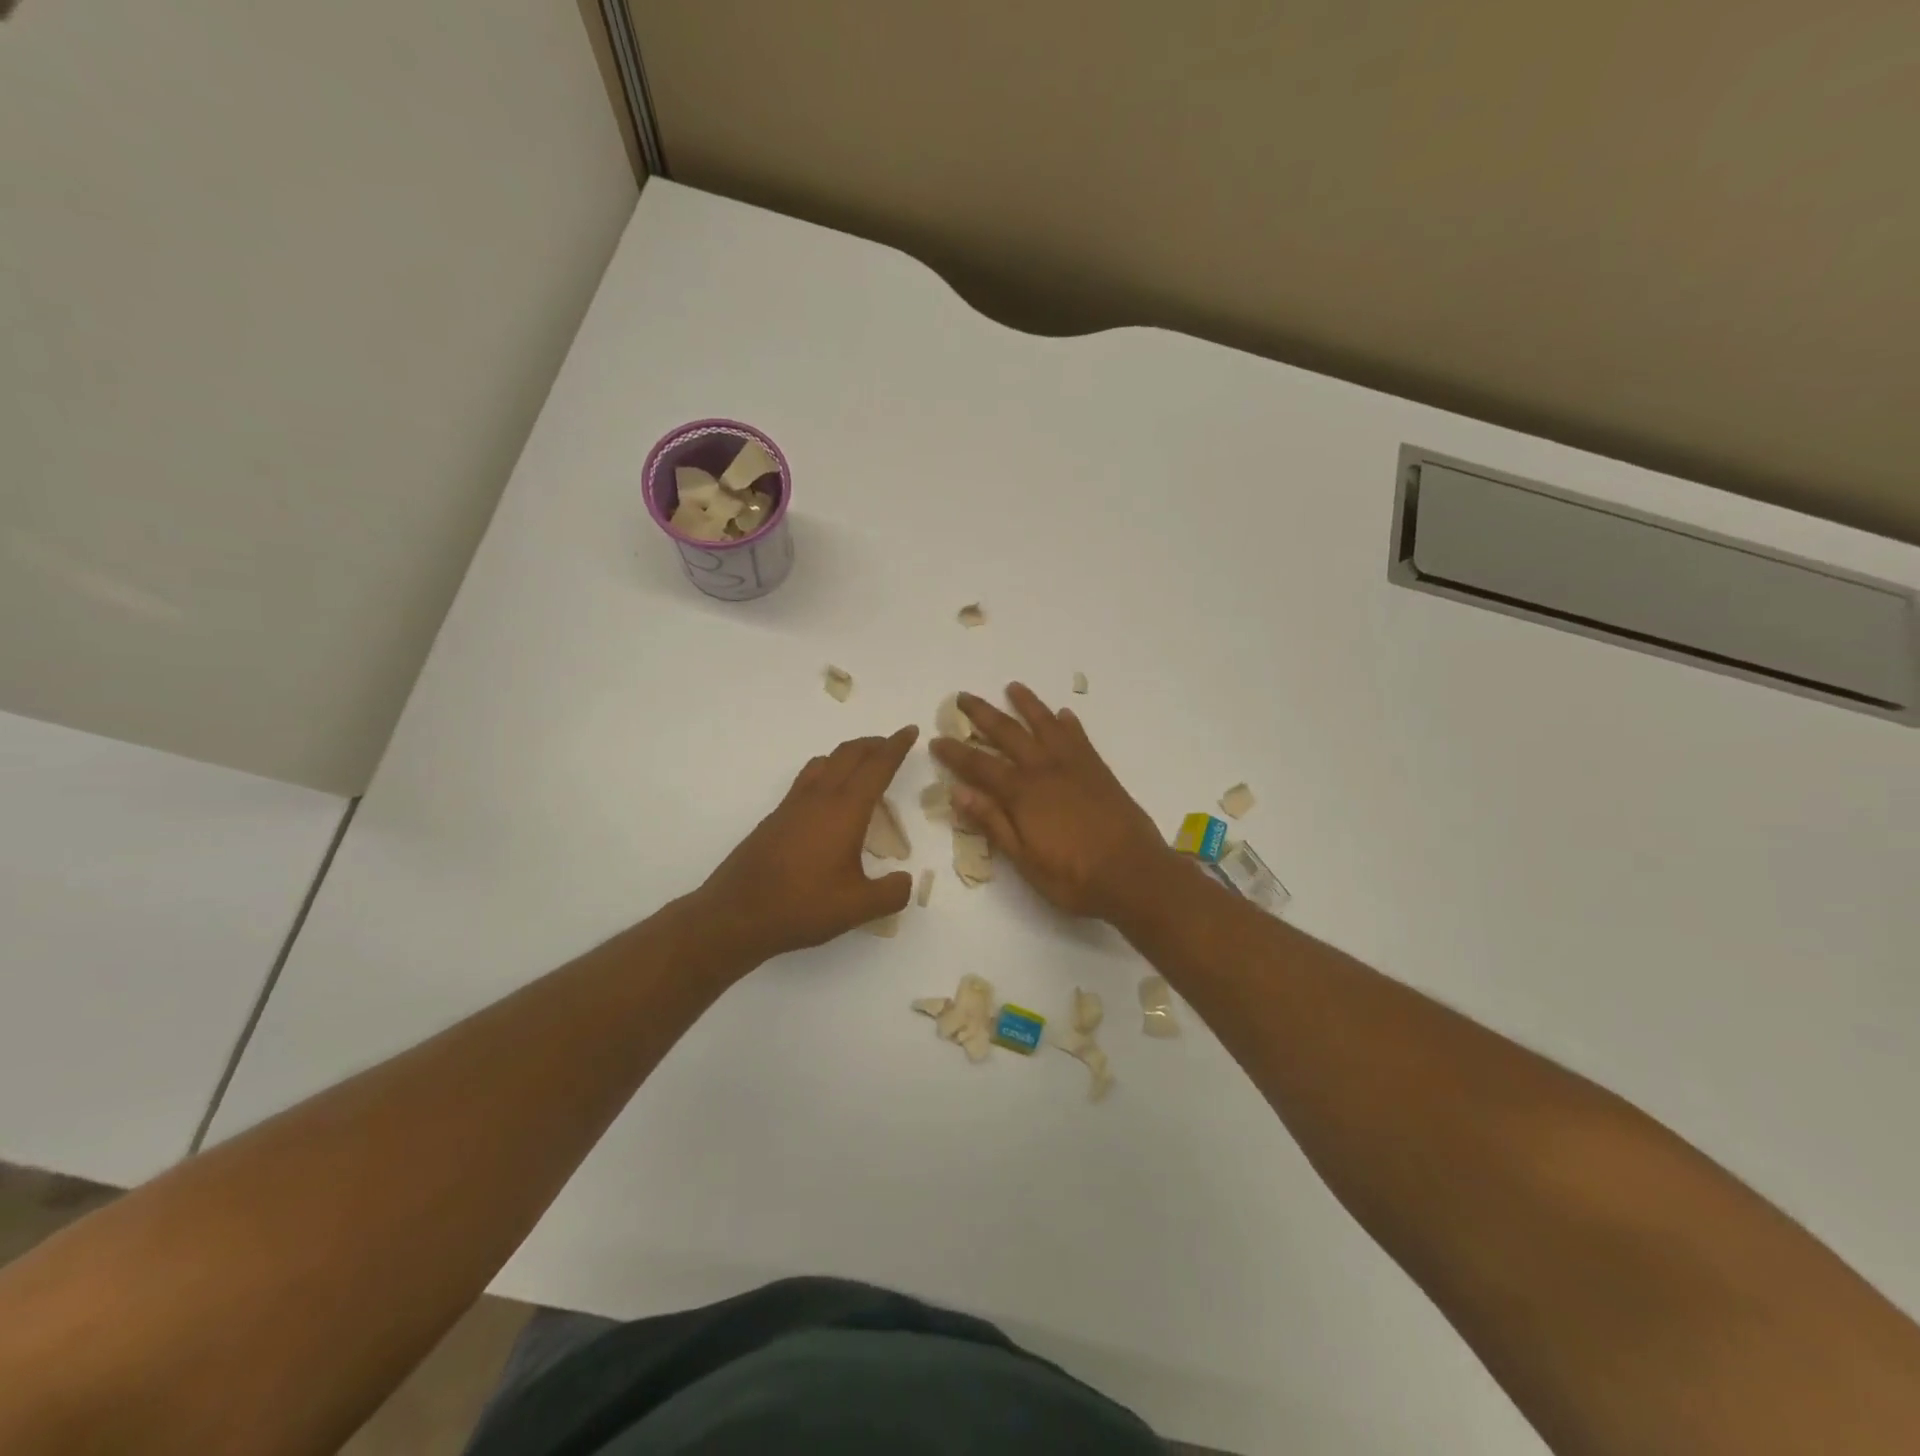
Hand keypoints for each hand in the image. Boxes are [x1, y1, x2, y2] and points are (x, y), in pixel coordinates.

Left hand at [696, 726, 919, 962]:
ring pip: (824, 762)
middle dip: (873, 744)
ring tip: (861, 765)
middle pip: (849, 755)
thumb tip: (906, 880)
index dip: (896, 747)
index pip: (877, 767)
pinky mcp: (776, 818)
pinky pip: (807, 780)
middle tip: (891, 744)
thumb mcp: (858, 908)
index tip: (910, 729)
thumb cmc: (801, 907)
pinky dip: (826, 773)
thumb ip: (891, 893)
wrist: (736, 915)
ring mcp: (793, 806)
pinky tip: (827, 798)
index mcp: (845, 810)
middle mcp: (819, 798)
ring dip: (847, 755)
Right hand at [929, 684, 1170, 920]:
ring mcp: (1075, 765)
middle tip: (963, 697)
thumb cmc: (1074, 877)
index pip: (979, 765)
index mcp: (1022, 793)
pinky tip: (1063, 714)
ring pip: (1045, 724)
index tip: (936, 738)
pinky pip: (1079, 737)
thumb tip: (957, 792)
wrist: (1135, 873)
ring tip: (1013, 687)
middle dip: (983, 714)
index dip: (955, 752)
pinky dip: (1068, 723)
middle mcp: (1045, 769)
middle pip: (1008, 733)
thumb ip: (992, 822)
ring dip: (1027, 704)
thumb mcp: (1024, 859)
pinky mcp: (1099, 770)